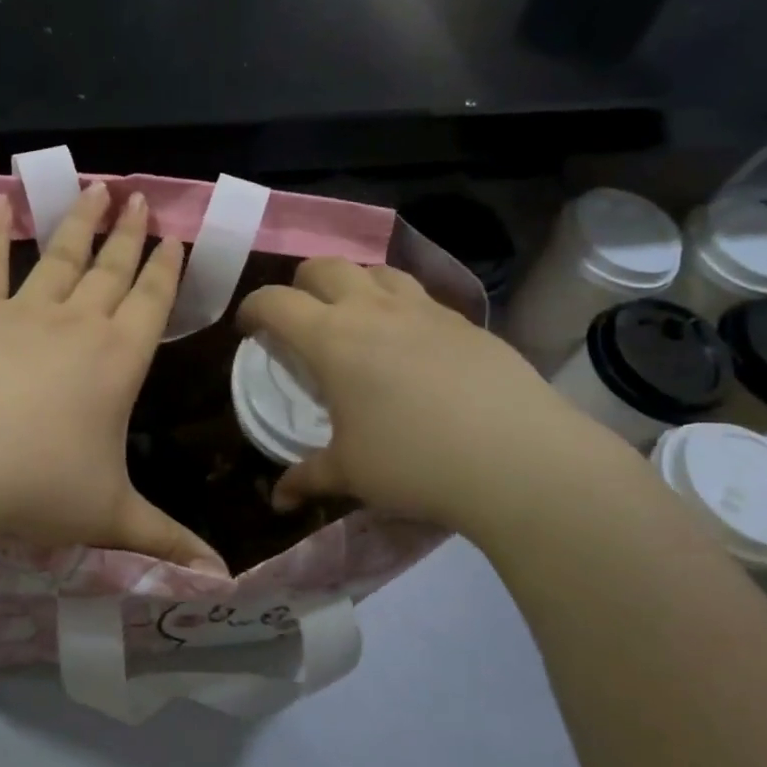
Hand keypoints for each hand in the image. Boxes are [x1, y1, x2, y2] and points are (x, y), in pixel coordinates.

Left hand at [0, 183, 226, 574]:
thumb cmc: (34, 486)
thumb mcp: (109, 517)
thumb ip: (167, 542)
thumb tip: (222, 579)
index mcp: (118, 360)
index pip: (153, 302)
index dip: (167, 269)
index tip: (176, 236)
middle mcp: (76, 324)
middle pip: (112, 268)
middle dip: (131, 233)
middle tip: (142, 197)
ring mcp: (21, 312)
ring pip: (60, 255)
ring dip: (80, 222)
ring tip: (96, 188)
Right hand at [236, 258, 636, 542]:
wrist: (517, 458)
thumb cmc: (414, 462)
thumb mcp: (351, 473)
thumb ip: (308, 477)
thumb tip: (277, 500)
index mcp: (332, 338)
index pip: (275, 302)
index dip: (253, 308)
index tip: (249, 329)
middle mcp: (373, 309)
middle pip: (324, 266)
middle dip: (300, 285)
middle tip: (300, 320)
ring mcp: (424, 309)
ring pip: (376, 270)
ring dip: (353, 284)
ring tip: (355, 319)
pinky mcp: (464, 321)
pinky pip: (419, 294)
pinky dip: (398, 305)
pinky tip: (410, 343)